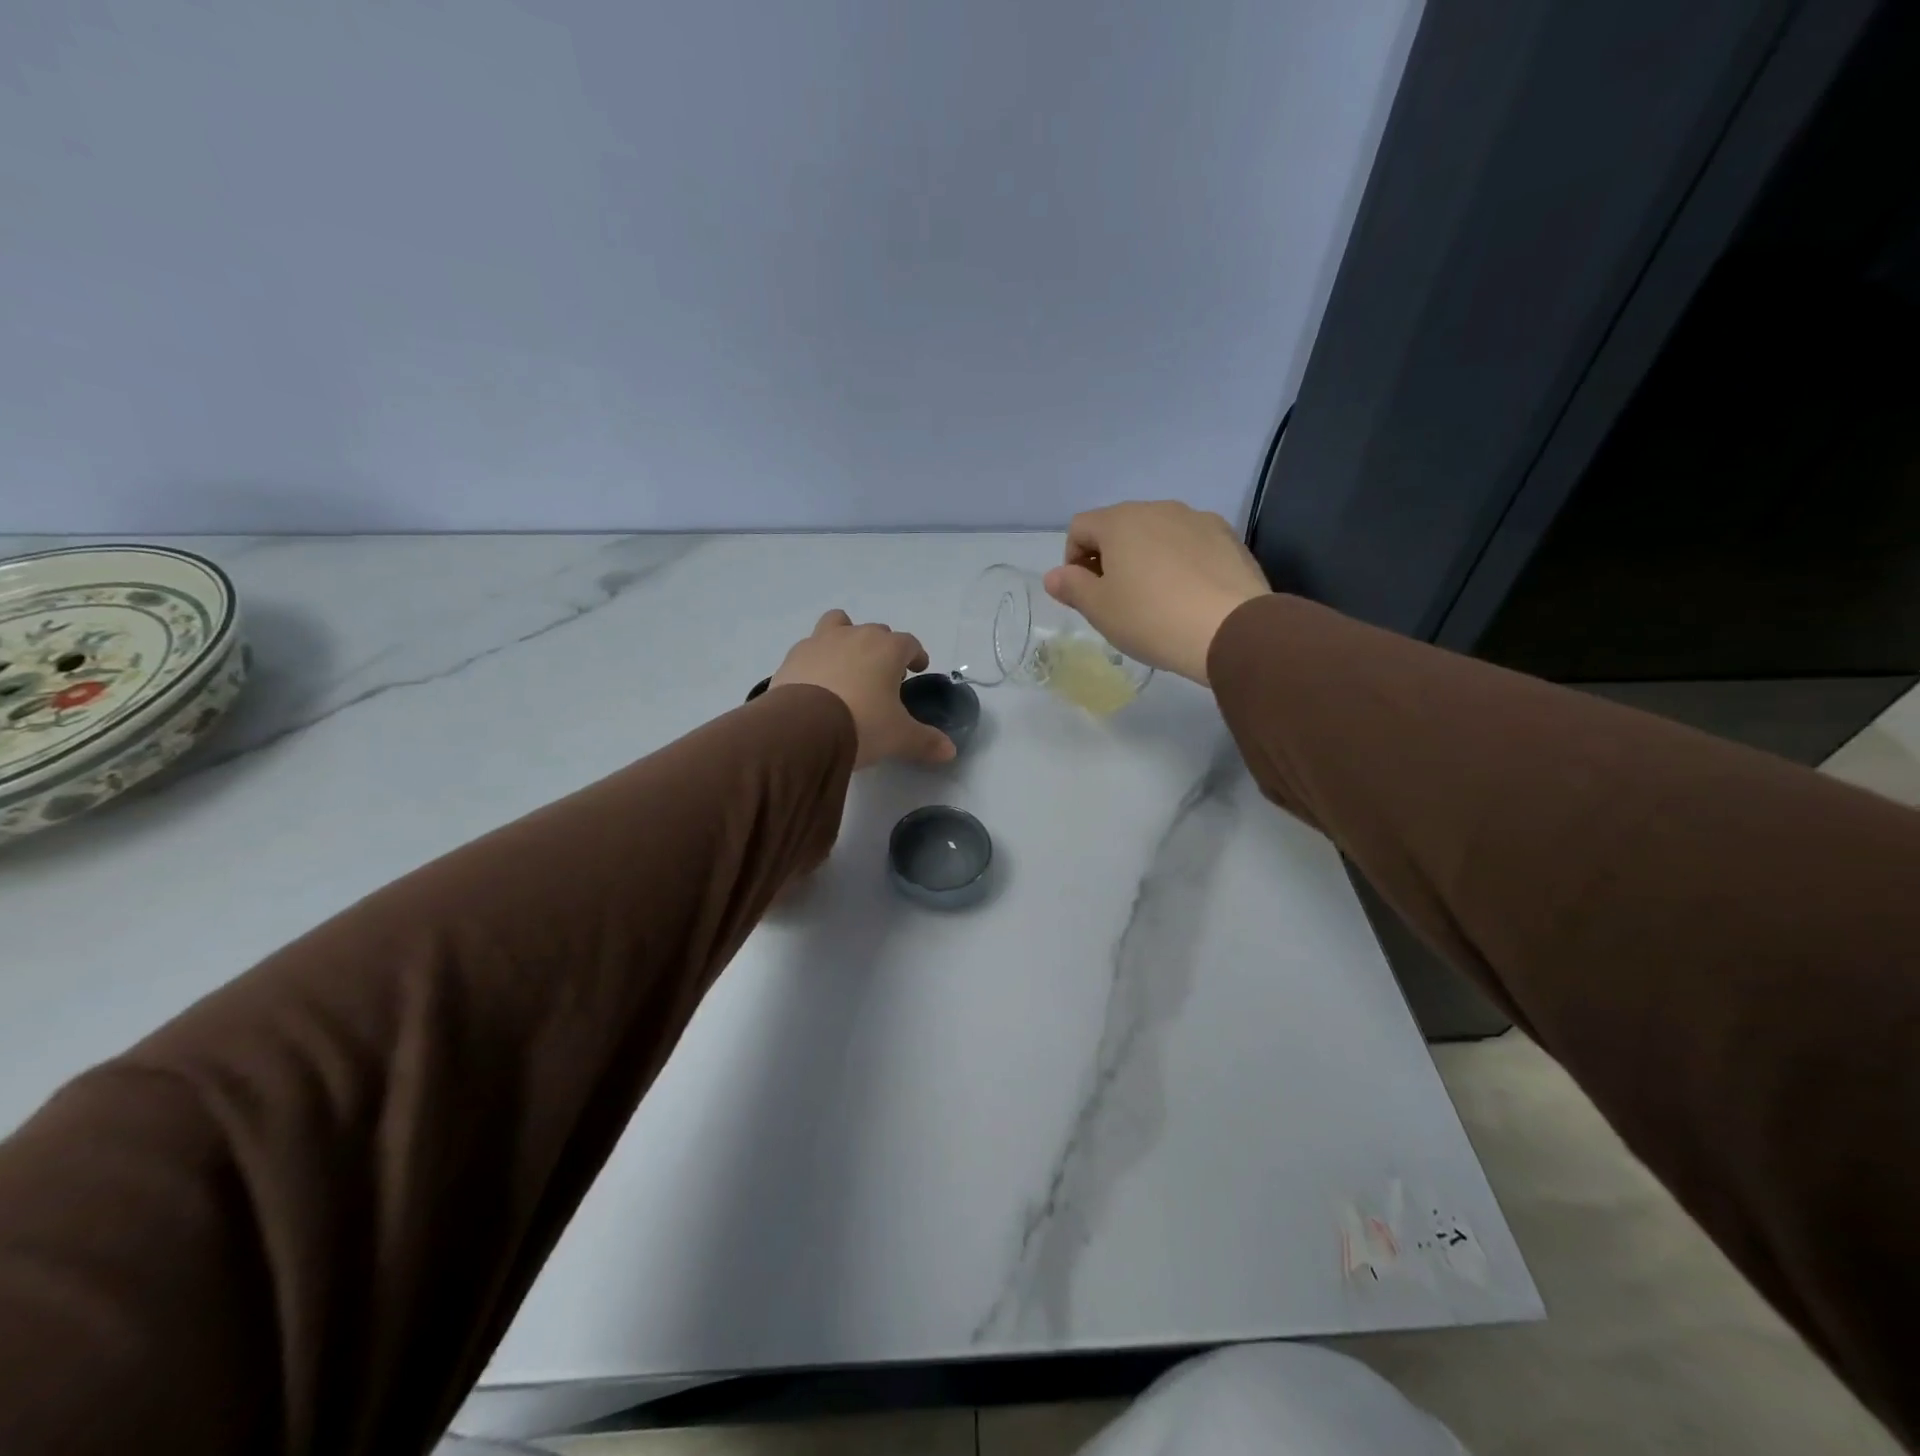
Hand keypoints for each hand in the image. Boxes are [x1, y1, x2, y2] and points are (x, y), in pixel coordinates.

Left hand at [771, 611, 957, 768]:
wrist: (802, 728)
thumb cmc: (862, 724)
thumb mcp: (899, 737)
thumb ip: (926, 741)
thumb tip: (950, 751)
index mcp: (887, 649)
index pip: (909, 643)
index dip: (916, 655)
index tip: (917, 668)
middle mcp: (855, 636)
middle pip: (875, 632)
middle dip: (883, 648)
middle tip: (884, 675)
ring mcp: (820, 642)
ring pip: (838, 624)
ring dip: (846, 638)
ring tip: (846, 665)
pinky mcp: (793, 657)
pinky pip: (810, 648)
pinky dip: (817, 659)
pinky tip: (816, 682)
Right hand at [1043, 502, 1270, 684]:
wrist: (1231, 630)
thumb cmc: (1151, 618)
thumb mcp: (1100, 609)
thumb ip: (1072, 587)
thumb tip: (1054, 575)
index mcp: (1120, 521)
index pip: (1080, 527)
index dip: (1072, 559)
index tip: (1083, 593)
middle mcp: (1158, 508)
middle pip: (1120, 526)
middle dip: (1110, 557)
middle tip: (1115, 599)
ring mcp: (1198, 519)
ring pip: (1157, 534)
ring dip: (1146, 558)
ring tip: (1154, 599)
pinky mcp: (1228, 537)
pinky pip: (1190, 545)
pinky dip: (1180, 563)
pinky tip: (1187, 596)